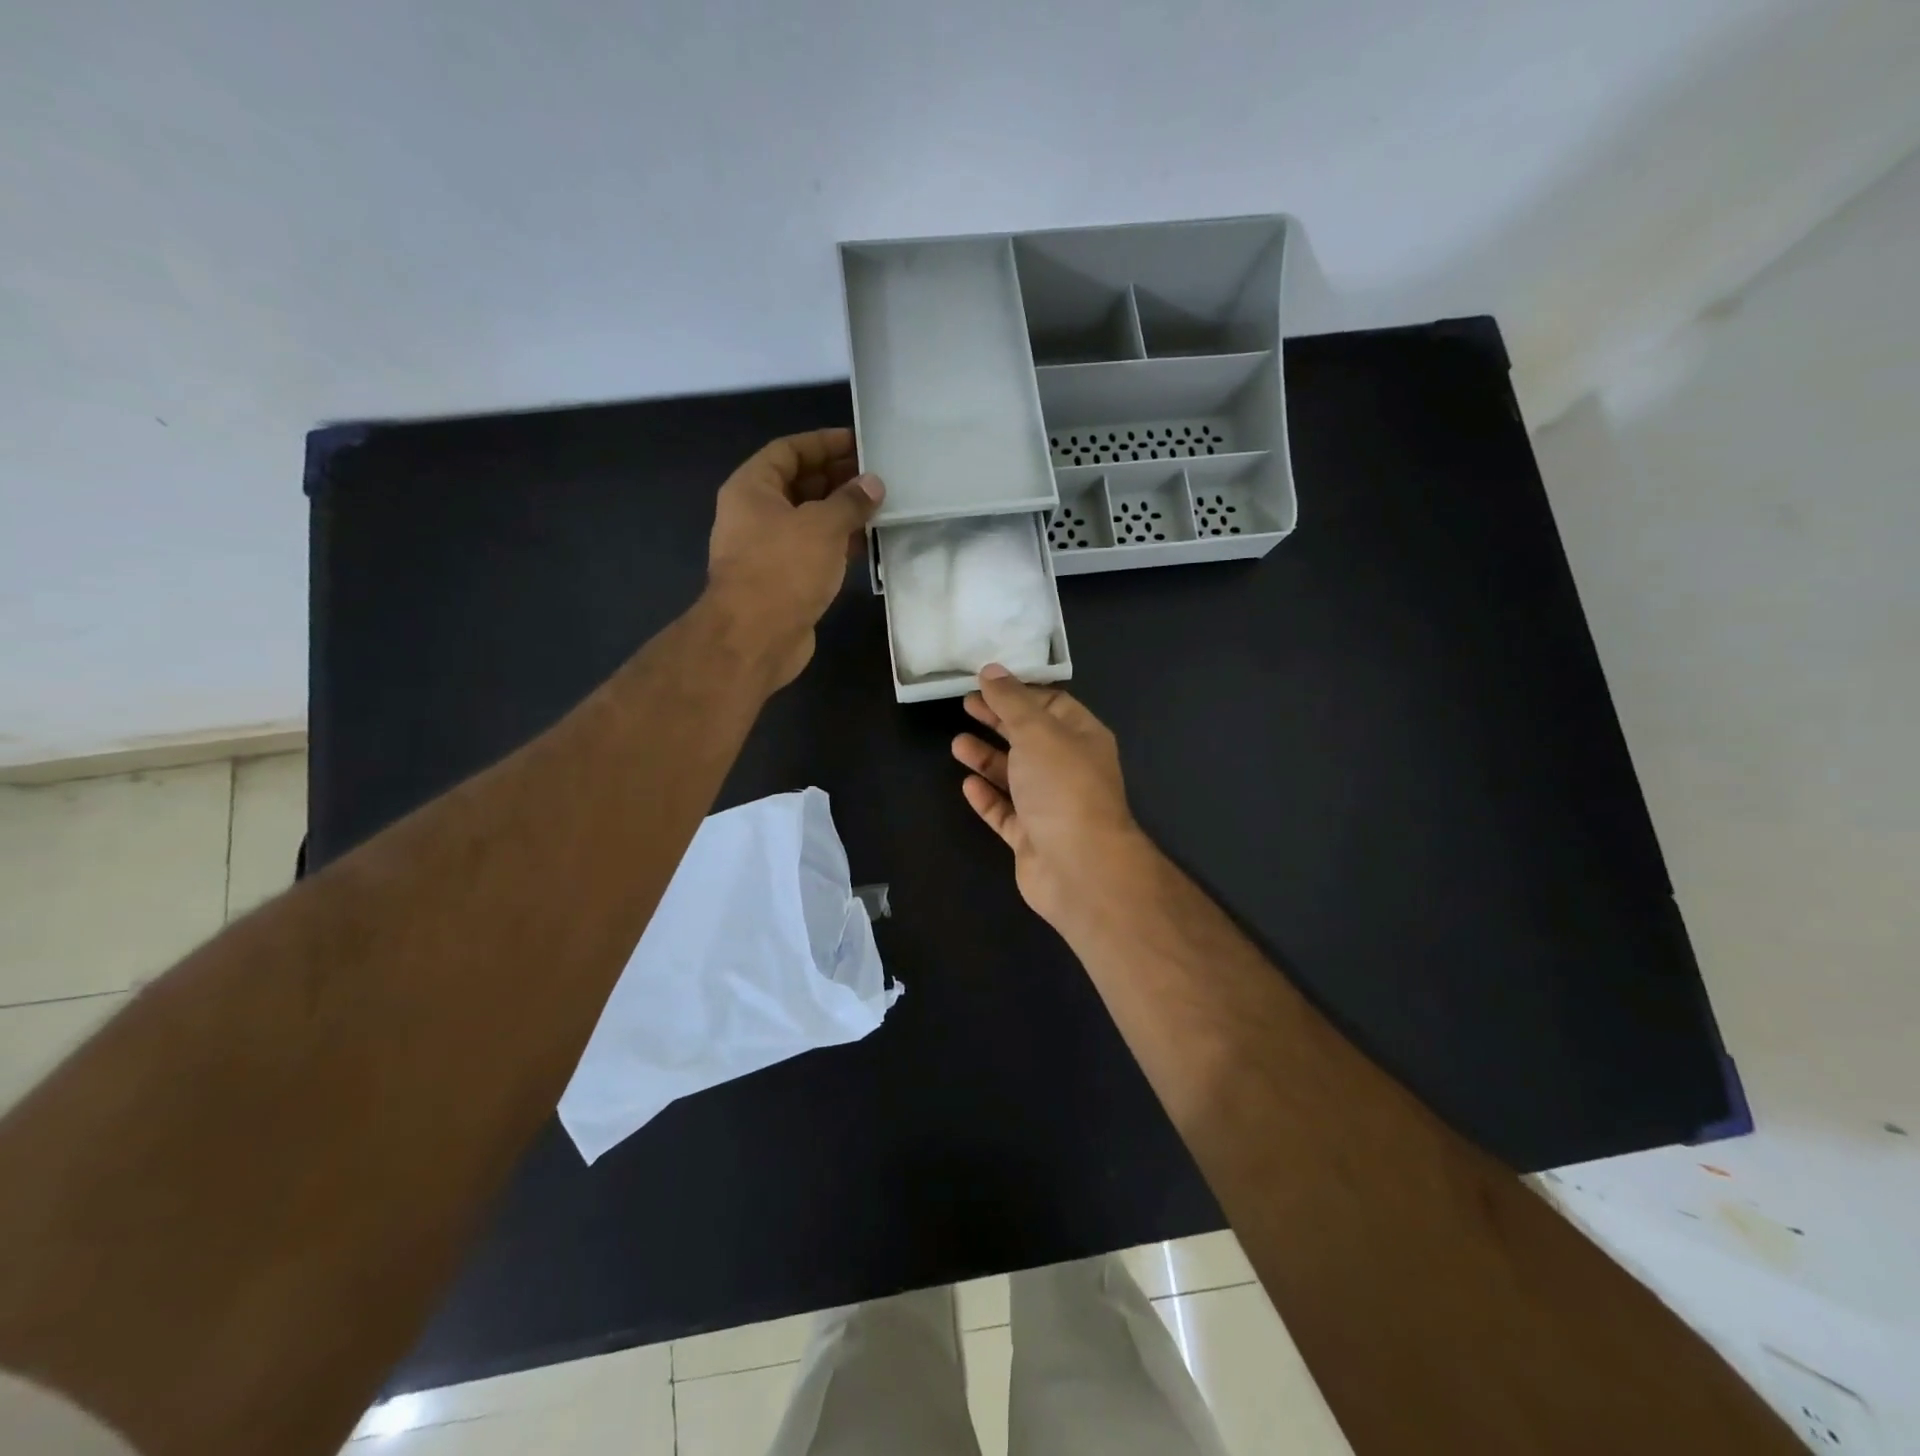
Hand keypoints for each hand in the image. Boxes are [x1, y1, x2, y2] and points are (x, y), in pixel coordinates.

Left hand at [706, 428, 883, 689]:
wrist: (756, 637)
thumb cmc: (783, 569)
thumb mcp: (822, 526)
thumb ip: (850, 501)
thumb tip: (872, 484)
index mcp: (752, 488)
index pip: (789, 451)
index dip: (823, 443)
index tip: (860, 442)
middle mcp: (755, 514)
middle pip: (799, 485)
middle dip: (837, 478)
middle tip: (878, 477)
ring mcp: (767, 550)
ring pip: (808, 520)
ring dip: (841, 514)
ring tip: (880, 508)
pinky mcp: (783, 581)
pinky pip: (813, 551)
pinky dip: (837, 544)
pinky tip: (866, 544)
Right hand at [951, 666, 1151, 930]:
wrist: (1079, 866)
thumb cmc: (1062, 786)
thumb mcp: (1036, 731)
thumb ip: (1011, 701)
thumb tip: (991, 670)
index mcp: (1082, 737)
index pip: (1051, 704)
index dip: (1019, 692)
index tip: (986, 682)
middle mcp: (1069, 769)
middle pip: (1030, 738)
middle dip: (999, 721)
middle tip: (965, 705)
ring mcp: (1050, 806)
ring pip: (1015, 776)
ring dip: (987, 758)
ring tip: (957, 744)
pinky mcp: (1031, 837)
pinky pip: (1006, 812)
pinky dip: (988, 797)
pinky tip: (968, 784)